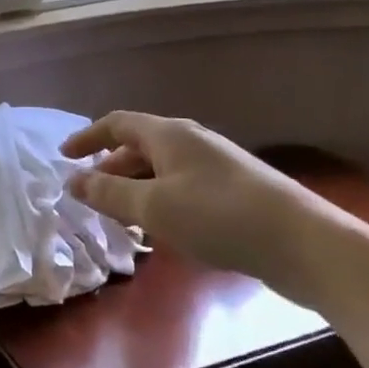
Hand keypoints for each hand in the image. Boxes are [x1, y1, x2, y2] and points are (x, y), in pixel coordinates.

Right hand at [60, 112, 329, 294]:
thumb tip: (73, 180)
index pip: (117, 124)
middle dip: (110, 168)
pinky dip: (161, 200)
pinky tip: (164, 231)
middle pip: (140, 146)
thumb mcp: (153, 206)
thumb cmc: (218, 217)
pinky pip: (183, 186)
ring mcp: (217, 165)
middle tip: (91, 195)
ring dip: (136, 188)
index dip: (87, 137)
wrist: (304, 243)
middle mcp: (191, 141)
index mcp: (169, 135)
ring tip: (122, 219)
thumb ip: (108, 192)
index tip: (64, 156)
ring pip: (162, 169)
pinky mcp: (236, 190)